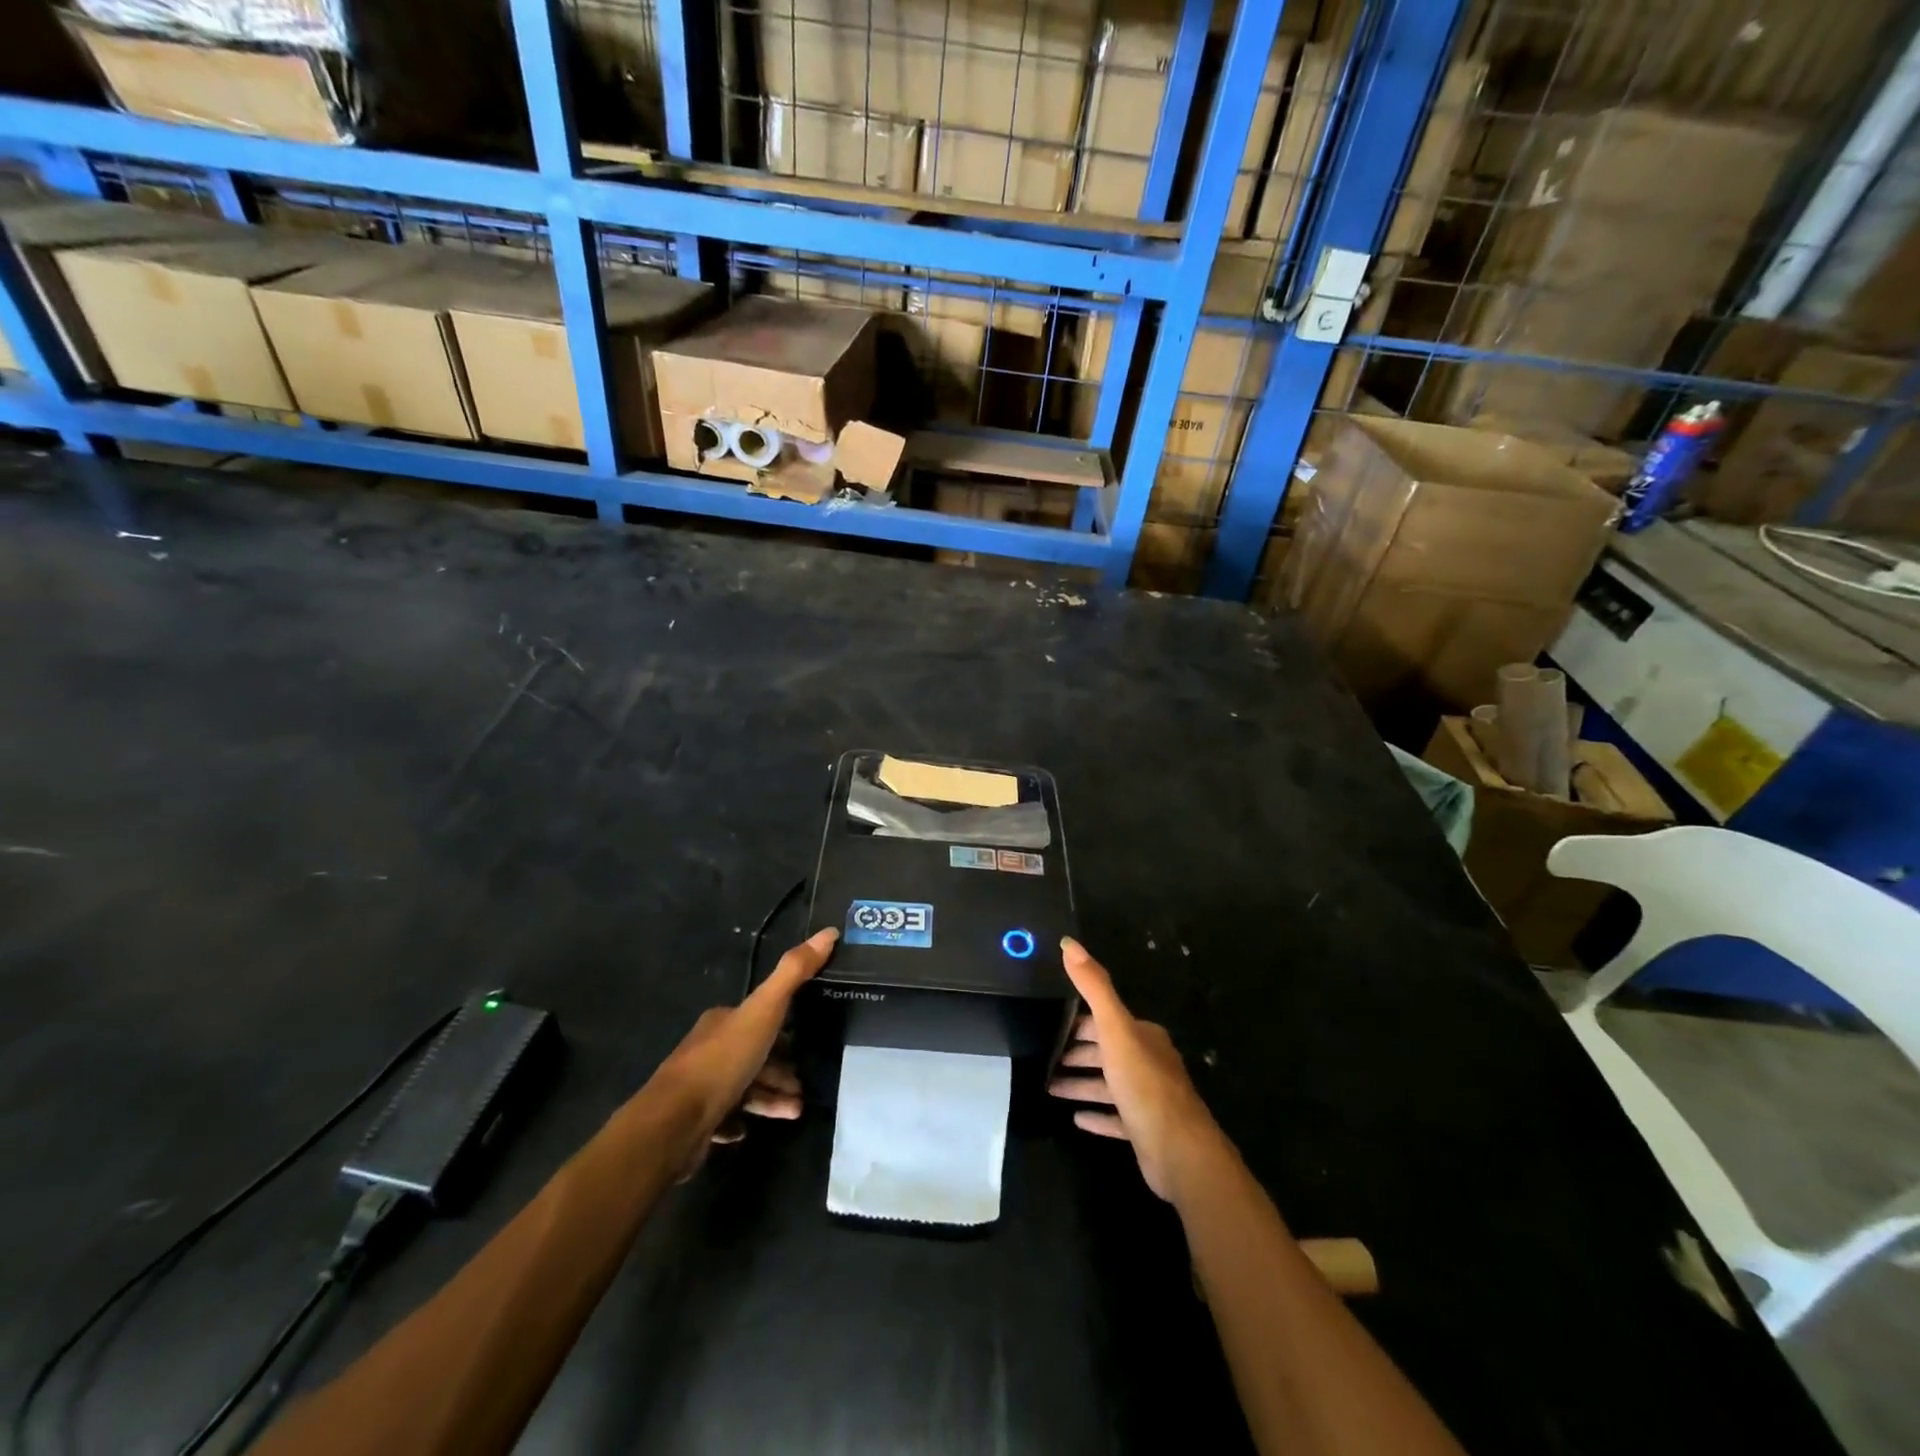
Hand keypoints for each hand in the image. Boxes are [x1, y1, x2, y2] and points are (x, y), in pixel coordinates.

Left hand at [652, 927, 835, 1143]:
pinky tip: (750, 1129)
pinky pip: (725, 1117)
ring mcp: (699, 1086)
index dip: (785, 1029)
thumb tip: (829, 932)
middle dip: (782, 1069)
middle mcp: (708, 1048)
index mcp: (722, 1020)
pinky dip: (742, 1119)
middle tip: (804, 1085)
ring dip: (770, 1098)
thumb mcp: (764, 1010)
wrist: (673, 1124)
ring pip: (744, 1087)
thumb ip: (794, 973)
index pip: (760, 1019)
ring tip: (795, 1110)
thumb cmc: (722, 1062)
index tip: (808, 1043)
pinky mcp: (694, 1121)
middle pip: (754, 1054)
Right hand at [1049, 936, 1225, 1202]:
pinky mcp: (1146, 1130)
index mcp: (1143, 1036)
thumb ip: (1094, 987)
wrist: (1180, 1152)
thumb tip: (1069, 943)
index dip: (1078, 1023)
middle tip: (1044, 1058)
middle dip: (1077, 1053)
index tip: (1050, 1027)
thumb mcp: (1115, 1029)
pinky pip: (1116, 1118)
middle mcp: (1148, 1062)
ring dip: (1081, 1084)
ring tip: (1049, 1087)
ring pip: (1108, 1085)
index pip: (1105, 1021)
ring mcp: (1149, 1098)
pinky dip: (1097, 1115)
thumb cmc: (1144, 1085)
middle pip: (1106, 1052)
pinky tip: (1077, 1119)